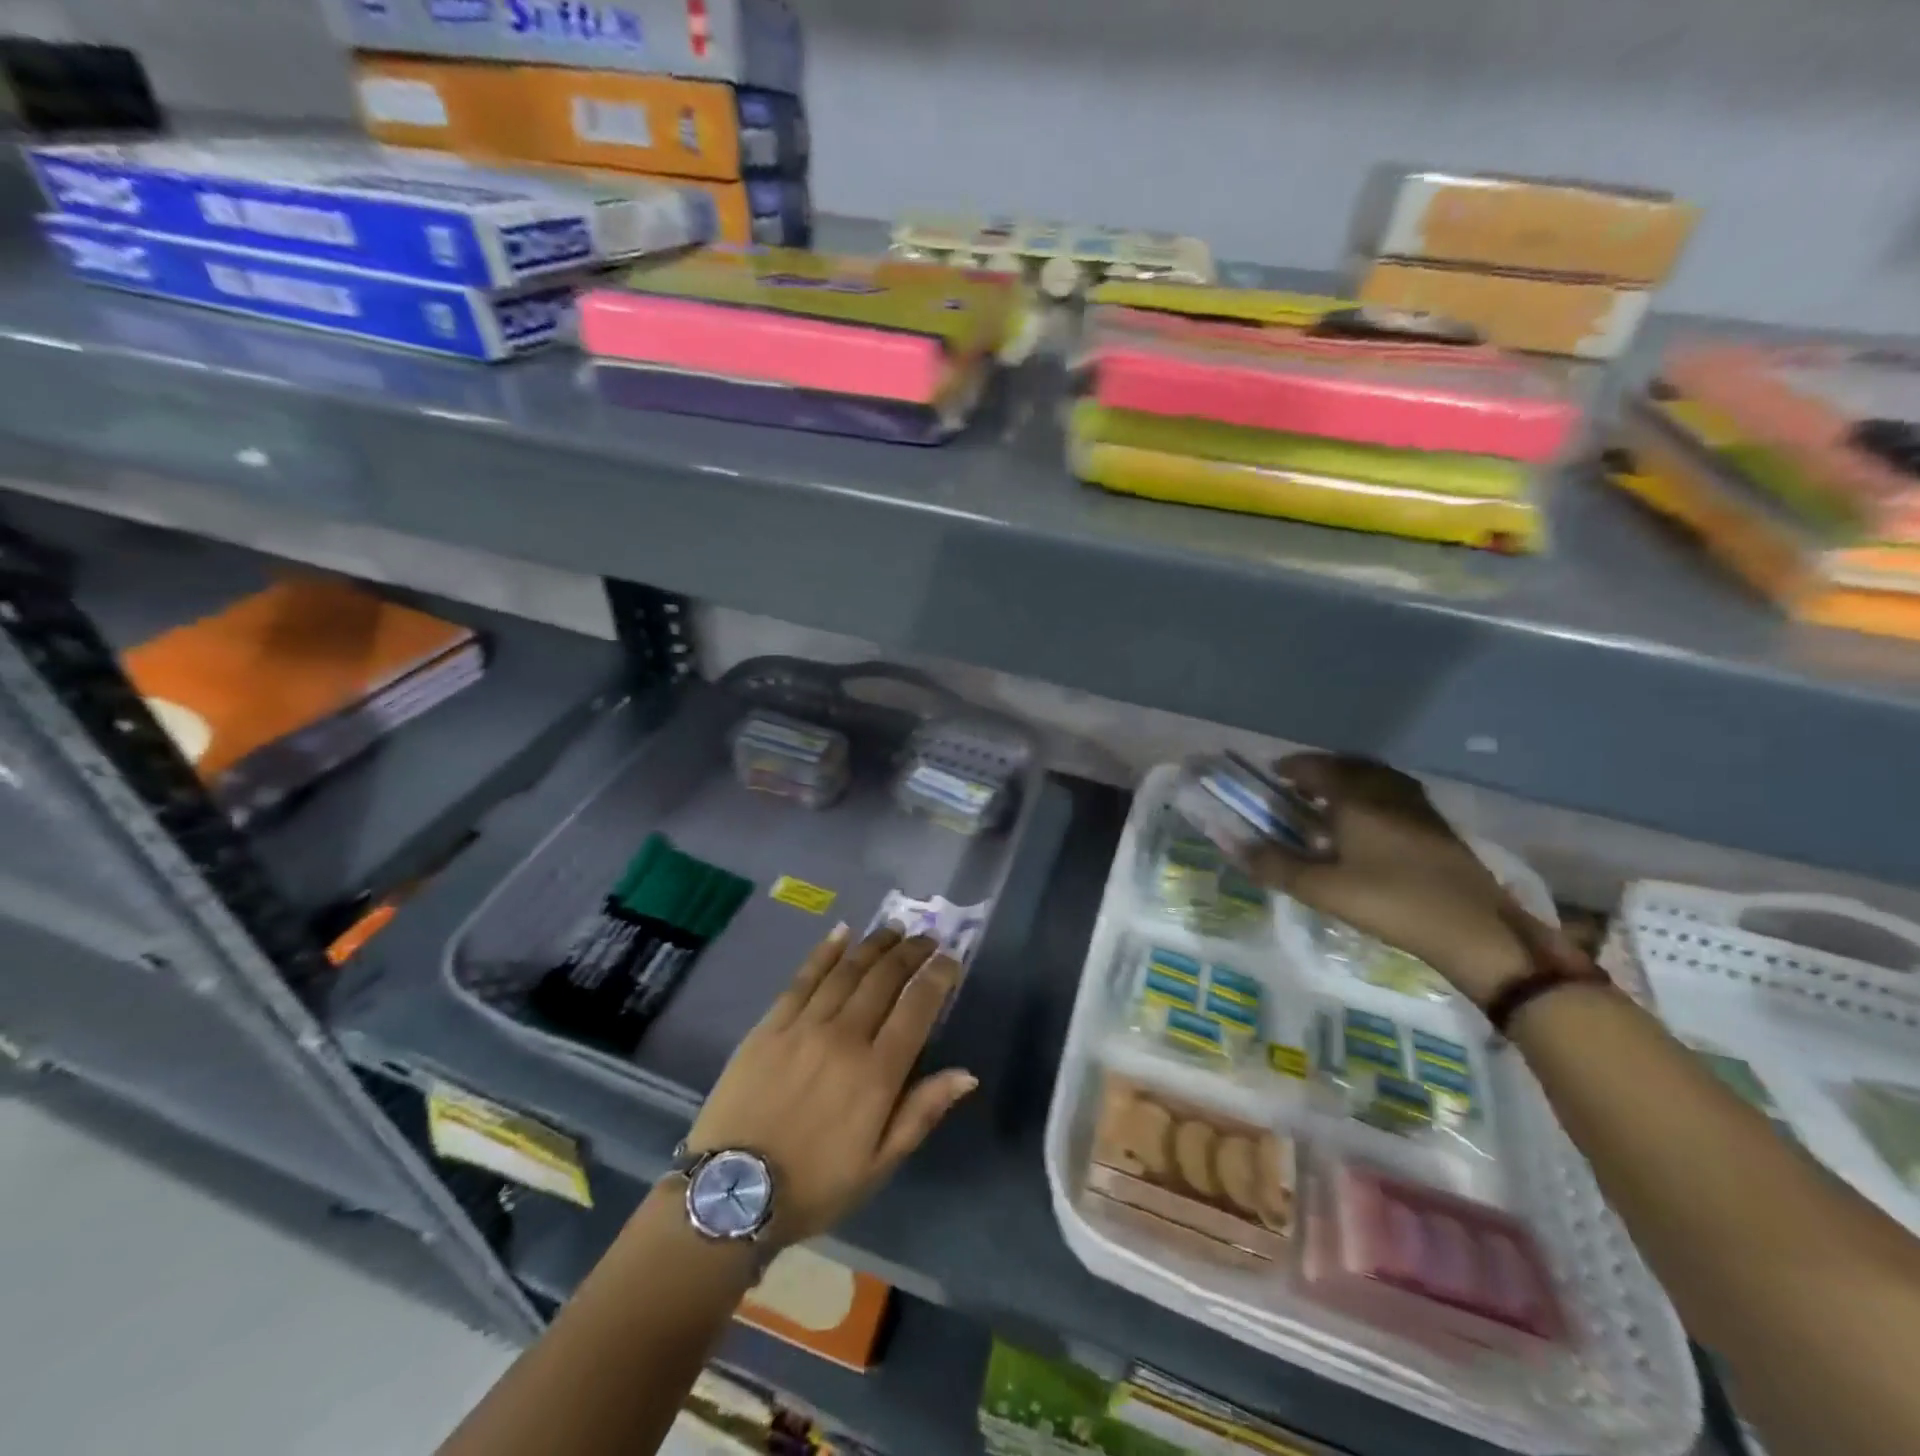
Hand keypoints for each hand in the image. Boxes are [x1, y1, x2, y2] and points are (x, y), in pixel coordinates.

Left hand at [685, 924, 977, 1247]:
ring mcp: (804, 1026)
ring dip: (875, 945)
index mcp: (877, 1073)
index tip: (951, 960)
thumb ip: (922, 1112)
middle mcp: (844, 1037)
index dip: (938, 977)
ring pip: (848, 971)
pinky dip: (825, 952)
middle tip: (927, 938)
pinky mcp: (770, 1025)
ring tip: (895, 929)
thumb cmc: (815, 1185)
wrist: (731, 1195)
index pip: (917, 1008)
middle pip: (885, 979)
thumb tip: (966, 1073)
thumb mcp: (879, 1165)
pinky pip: (803, 978)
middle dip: (911, 953)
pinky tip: (841, 932)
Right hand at [1245, 754, 1567, 1005]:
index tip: (1274, 774)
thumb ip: (1276, 866)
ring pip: (1376, 777)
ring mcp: (1418, 806)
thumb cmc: (1391, 902)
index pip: (1318, 767)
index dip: (1293, 767)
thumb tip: (1235, 846)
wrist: (1475, 930)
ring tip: (1331, 801)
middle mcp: (1387, 791)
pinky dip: (1373, 794)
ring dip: (1349, 780)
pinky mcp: (1437, 825)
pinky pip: (1395, 793)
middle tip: (1299, 785)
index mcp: (1357, 797)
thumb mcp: (1323, 889)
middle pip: (1349, 765)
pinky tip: (1370, 823)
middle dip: (1321, 769)